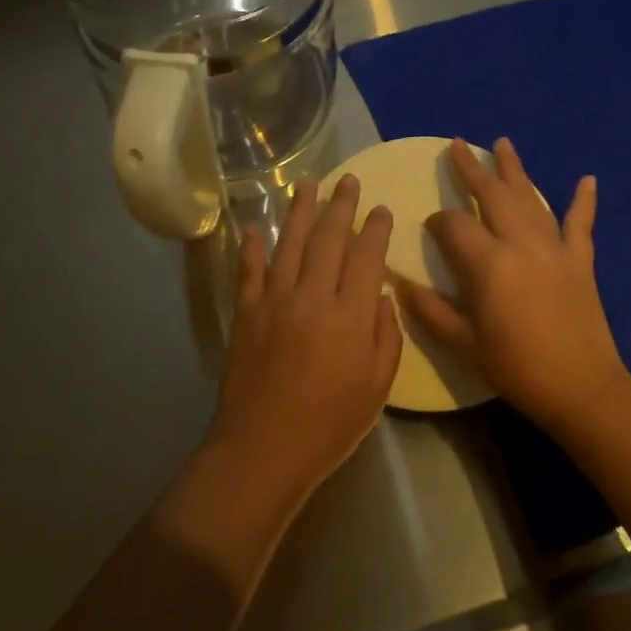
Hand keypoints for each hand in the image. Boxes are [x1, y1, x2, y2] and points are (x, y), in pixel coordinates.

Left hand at [209, 175, 403, 504]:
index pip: (365, 258)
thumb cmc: (329, 425)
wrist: (263, 449)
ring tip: (308, 184)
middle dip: (341, 206)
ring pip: (290, 243)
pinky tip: (255, 225)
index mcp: (349, 316)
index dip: (375, 230)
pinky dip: (252, 246)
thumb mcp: (377, 388)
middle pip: (329, 239)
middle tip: (348, 180)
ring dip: (300, 211)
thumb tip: (380, 296)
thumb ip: (385, 337)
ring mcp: (273, 301)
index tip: (381, 208)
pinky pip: (249, 270)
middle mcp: (311, 297)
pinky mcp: (245, 312)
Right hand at [400, 138, 627, 432]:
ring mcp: (555, 248)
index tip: (430, 228)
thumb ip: (430, 310)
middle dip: (472, 169)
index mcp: (488, 263)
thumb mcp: (463, 344)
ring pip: (531, 198)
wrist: (581, 388)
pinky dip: (584, 201)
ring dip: (515, 170)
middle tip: (457, 144)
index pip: (455, 225)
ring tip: (502, 143)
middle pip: (493, 195)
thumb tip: (399, 284)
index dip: (438, 222)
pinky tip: (588, 179)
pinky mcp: (580, 260)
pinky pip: (581, 224)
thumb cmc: (516, 367)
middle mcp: (521, 244)